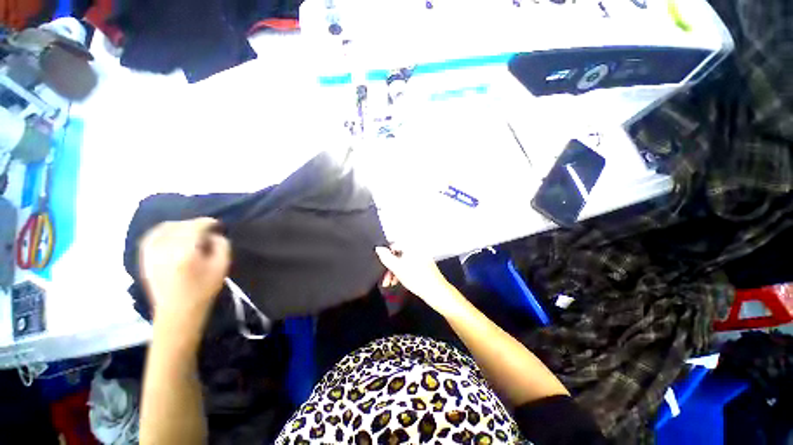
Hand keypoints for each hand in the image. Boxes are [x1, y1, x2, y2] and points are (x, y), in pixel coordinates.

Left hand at [139, 218, 229, 328]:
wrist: (177, 312)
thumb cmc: (203, 289)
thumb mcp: (222, 266)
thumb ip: (222, 246)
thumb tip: (214, 234)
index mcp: (185, 251)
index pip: (196, 226)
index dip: (209, 222)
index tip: (218, 225)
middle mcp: (165, 248)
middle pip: (181, 225)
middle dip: (195, 224)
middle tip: (207, 230)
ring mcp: (151, 252)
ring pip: (164, 228)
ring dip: (180, 226)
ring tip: (190, 231)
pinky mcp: (145, 257)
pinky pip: (151, 236)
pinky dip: (163, 231)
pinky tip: (172, 234)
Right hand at [375, 244, 462, 315]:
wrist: (435, 291)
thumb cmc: (417, 279)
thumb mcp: (397, 268)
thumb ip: (386, 257)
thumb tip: (378, 248)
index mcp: (411, 245)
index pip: (393, 245)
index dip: (385, 255)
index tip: (381, 265)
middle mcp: (417, 248)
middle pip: (398, 254)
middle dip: (390, 266)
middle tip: (385, 278)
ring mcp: (421, 256)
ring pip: (403, 261)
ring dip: (395, 271)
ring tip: (390, 283)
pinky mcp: (424, 264)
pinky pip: (409, 265)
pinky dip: (403, 271)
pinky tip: (399, 281)